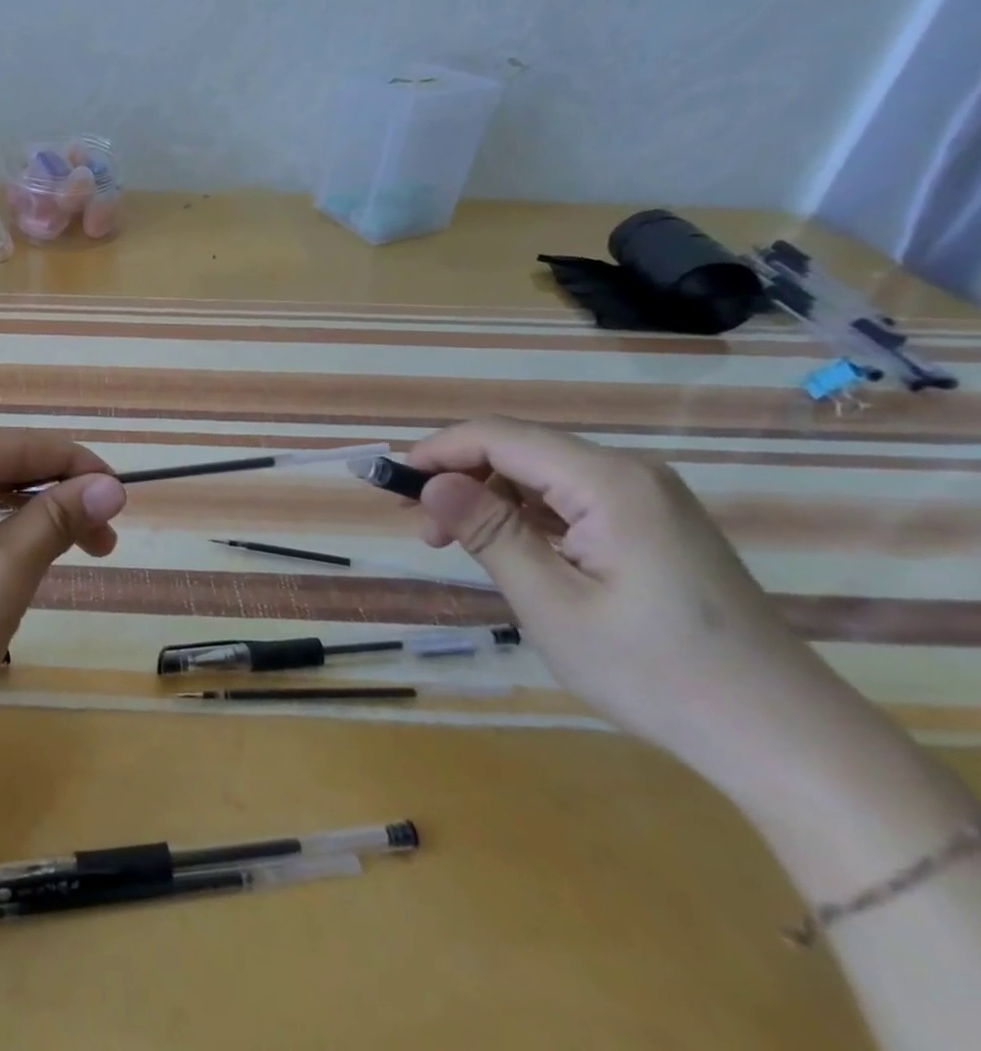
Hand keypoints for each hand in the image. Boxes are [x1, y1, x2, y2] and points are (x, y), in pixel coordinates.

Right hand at [407, 417, 837, 776]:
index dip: (438, 451)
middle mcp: (630, 474)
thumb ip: (489, 533)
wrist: (784, 739)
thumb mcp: (552, 604)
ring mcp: (647, 500)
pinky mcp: (652, 526)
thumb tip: (431, 482)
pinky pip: (569, 500)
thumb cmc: (657, 673)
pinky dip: (525, 517)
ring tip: (455, 545)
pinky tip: (510, 553)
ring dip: (489, 500)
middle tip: (423, 532)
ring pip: (541, 475)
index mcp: (609, 482)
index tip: (392, 485)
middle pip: (520, 450)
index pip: (500, 436)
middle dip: (460, 478)